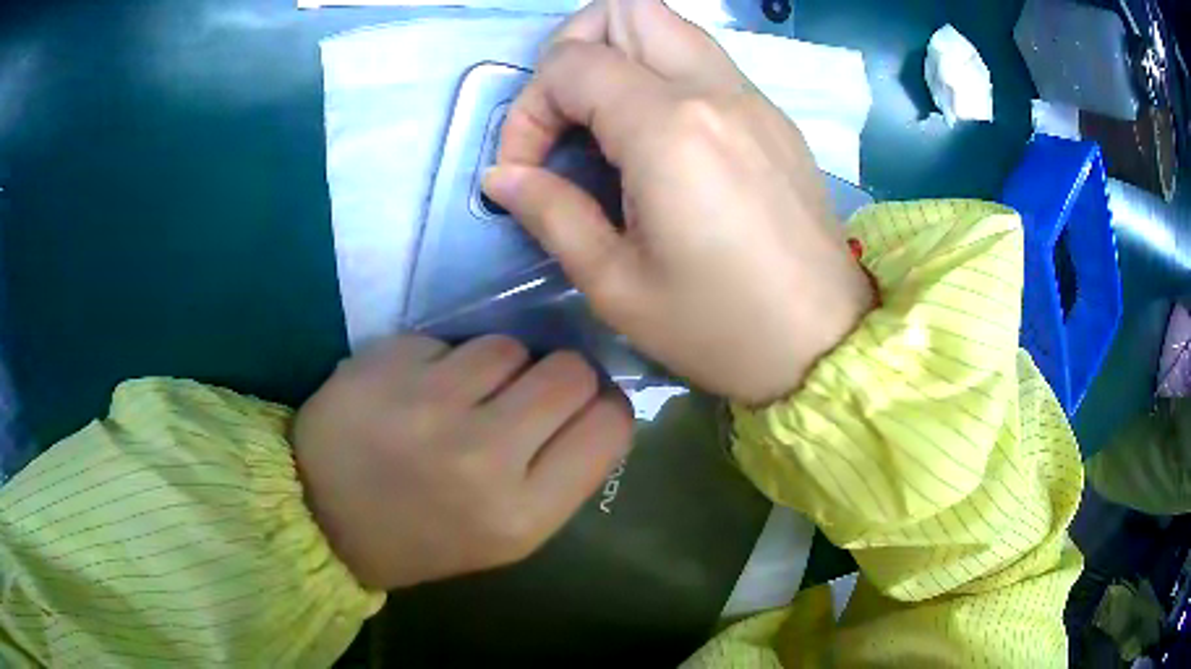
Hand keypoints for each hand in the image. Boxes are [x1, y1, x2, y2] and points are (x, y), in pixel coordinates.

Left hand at [292, 335, 632, 589]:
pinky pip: (448, 340)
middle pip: (570, 372)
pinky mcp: (387, 363)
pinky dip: (441, 361)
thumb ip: (561, 474)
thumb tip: (597, 403)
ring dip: (495, 368)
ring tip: (459, 398)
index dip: (604, 408)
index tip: (582, 410)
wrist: (322, 517)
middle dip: (559, 378)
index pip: (609, 426)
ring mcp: (428, 405)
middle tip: (524, 397)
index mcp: (520, 515)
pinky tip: (413, 390)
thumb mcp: (507, 535)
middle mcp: (481, 458)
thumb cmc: (422, 535)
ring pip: (509, 346)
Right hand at [484, 0, 873, 404]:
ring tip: (604, 122)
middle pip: (626, 9)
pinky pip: (704, 61)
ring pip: (670, 25)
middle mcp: (715, 90)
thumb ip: (551, 213)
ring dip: (620, 53)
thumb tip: (502, 177)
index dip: (528, 112)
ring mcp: (753, 97)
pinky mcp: (774, 117)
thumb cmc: (721, 329)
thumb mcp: (617, 285)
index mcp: (670, 128)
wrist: (825, 346)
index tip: (527, 172)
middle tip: (565, 114)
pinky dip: (662, 74)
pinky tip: (658, 139)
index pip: (570, 66)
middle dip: (574, 47)